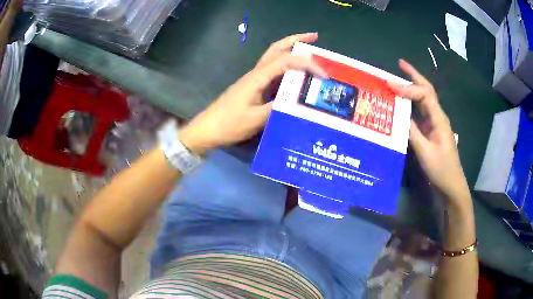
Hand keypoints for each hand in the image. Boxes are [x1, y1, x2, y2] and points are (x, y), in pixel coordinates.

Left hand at [180, 33, 326, 154]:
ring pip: (274, 56)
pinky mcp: (253, 85)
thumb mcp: (255, 120)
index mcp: (258, 77)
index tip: (324, 74)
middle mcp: (256, 73)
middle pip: (277, 48)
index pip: (286, 61)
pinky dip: (286, 64)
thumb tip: (298, 102)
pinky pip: (273, 69)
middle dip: (296, 40)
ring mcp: (254, 78)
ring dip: (291, 49)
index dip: (307, 64)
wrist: (208, 128)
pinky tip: (294, 71)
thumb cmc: (229, 124)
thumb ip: (277, 109)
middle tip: (315, 37)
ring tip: (309, 49)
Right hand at [388, 60, 469, 203]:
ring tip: (400, 77)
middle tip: (399, 64)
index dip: (407, 88)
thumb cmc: (441, 169)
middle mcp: (438, 116)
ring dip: (413, 86)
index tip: (390, 85)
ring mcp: (435, 123)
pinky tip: (404, 101)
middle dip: (414, 75)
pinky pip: (421, 111)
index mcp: (439, 119)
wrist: (452, 184)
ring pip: (424, 98)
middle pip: (427, 90)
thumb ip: (412, 132)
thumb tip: (399, 115)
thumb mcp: (425, 152)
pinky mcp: (432, 130)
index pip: (424, 95)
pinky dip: (412, 102)